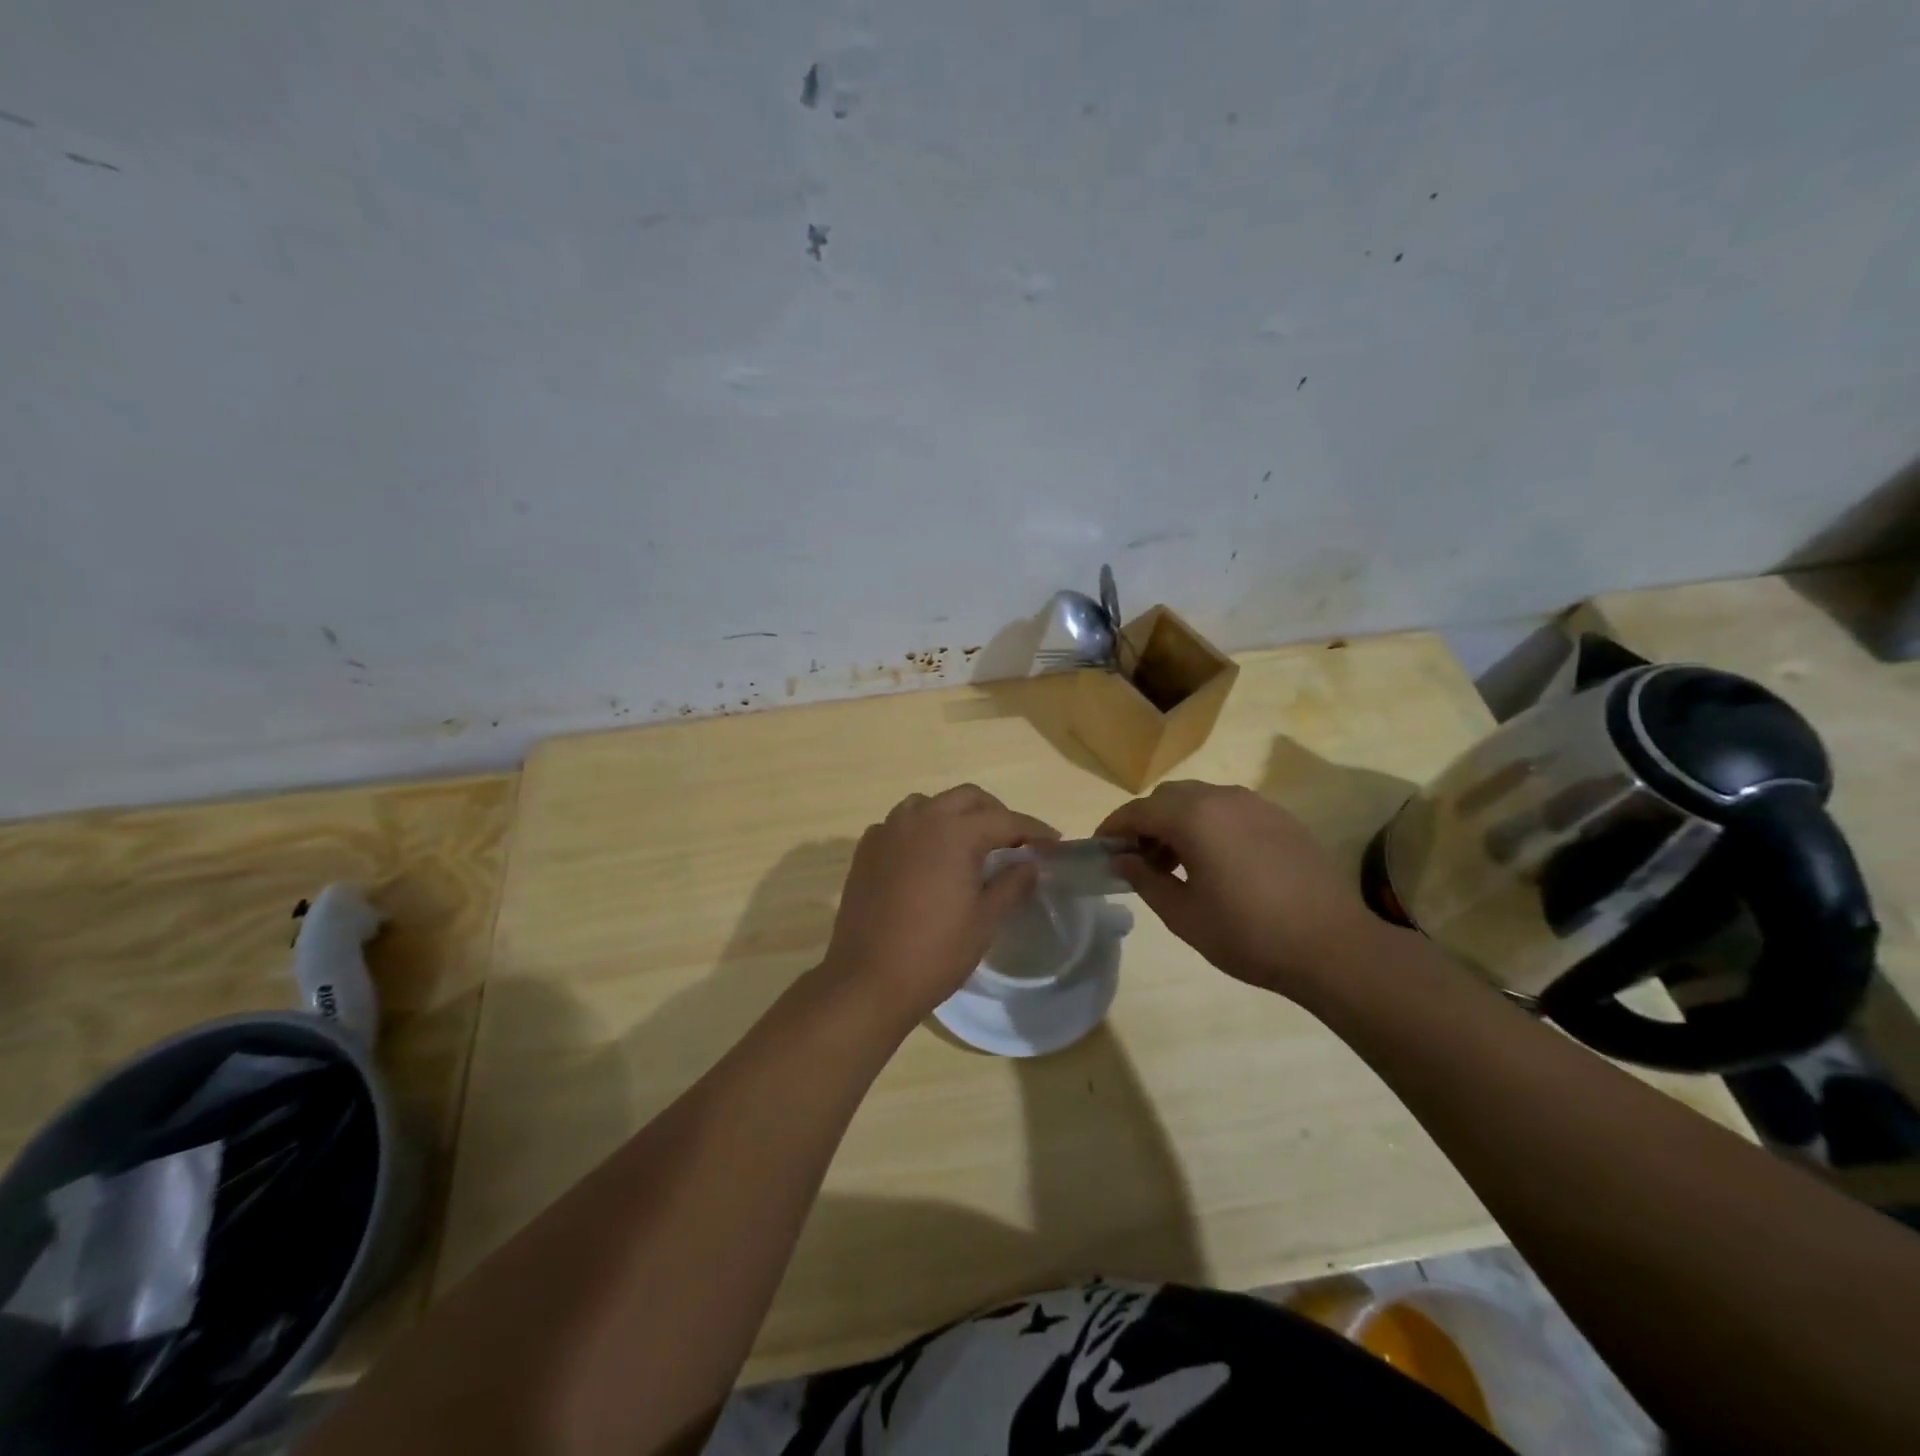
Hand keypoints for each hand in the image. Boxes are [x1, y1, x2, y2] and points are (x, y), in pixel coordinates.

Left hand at [822, 785, 1056, 1026]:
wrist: (868, 980)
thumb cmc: (935, 952)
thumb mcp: (985, 921)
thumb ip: (1012, 884)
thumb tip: (1030, 864)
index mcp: (954, 832)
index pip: (1005, 819)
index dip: (1033, 830)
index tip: (1054, 842)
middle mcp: (920, 819)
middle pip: (967, 799)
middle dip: (995, 814)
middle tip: (1013, 842)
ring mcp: (888, 831)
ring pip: (930, 804)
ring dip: (955, 815)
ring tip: (970, 845)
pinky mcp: (867, 849)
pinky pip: (901, 824)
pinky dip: (922, 830)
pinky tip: (928, 858)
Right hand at [1096, 780, 1387, 998]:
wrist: (1332, 946)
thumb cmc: (1248, 934)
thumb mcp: (1183, 915)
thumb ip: (1145, 880)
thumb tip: (1121, 860)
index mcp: (1194, 817)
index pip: (1139, 810)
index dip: (1114, 827)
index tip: (1100, 848)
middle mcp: (1223, 798)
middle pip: (1169, 797)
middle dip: (1147, 821)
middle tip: (1139, 859)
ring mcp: (1257, 804)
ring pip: (1201, 799)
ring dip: (1179, 821)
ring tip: (1177, 862)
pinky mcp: (1281, 817)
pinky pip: (1231, 808)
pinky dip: (1210, 823)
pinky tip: (1218, 861)